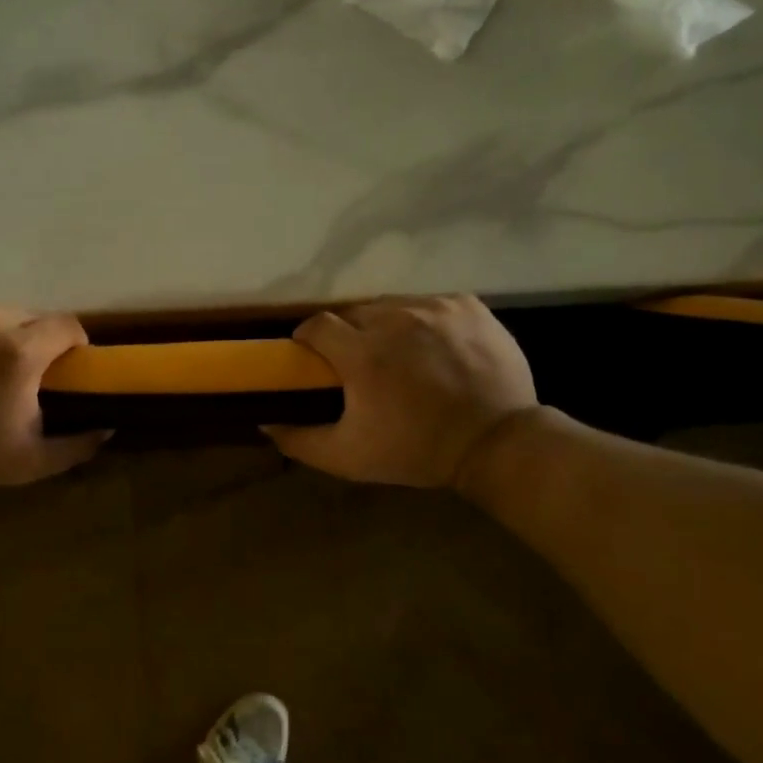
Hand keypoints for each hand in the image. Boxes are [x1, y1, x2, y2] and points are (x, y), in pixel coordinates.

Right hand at [264, 295, 536, 487]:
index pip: (316, 325)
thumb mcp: (349, 458)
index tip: (314, 357)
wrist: (497, 444)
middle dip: (350, 336)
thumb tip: (265, 420)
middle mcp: (394, 319)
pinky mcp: (466, 305)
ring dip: (387, 326)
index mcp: (362, 353)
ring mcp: (434, 308)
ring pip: (392, 306)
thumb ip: (299, 441)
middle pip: (354, 314)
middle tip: (361, 365)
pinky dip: (425, 321)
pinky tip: (434, 347)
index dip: (309, 339)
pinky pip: (430, 303)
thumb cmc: (417, 451)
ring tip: (401, 355)